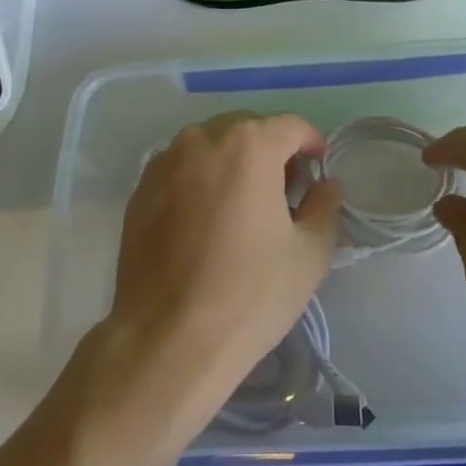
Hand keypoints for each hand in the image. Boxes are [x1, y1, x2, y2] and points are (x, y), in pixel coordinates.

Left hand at [106, 112, 340, 405]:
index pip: (291, 126)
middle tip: (284, 193)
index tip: (318, 172)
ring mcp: (164, 162)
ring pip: (210, 146)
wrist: (167, 338)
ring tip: (242, 208)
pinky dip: (201, 180)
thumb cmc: (249, 294)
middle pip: (247, 130)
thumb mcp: (310, 254)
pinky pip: (181, 169)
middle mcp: (202, 139)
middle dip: (271, 151)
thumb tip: (325, 185)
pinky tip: (206, 222)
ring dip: (233, 163)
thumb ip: (325, 206)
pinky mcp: (140, 189)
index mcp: (248, 145)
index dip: (311, 145)